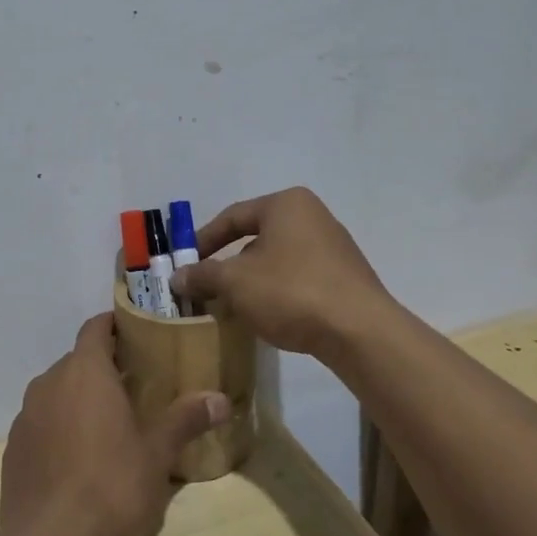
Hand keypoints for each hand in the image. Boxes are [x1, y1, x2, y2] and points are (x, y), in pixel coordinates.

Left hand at [0, 314, 229, 535]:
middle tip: (135, 385)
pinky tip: (79, 460)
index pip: (95, 328)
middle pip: (77, 361)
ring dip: (79, 399)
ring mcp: (25, 418)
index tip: (136, 333)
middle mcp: (48, 384)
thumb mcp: (158, 454)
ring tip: (109, 423)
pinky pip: (41, 425)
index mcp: (84, 372)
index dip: (114, 325)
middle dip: (103, 368)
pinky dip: (59, 429)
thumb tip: (220, 399)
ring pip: (56, 393)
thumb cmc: (112, 487)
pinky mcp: (13, 451)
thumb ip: (185, 419)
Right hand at [168, 187, 390, 358]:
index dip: (203, 240)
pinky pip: (298, 278)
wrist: (359, 331)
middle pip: (256, 237)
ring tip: (233, 306)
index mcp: (286, 204)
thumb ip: (203, 275)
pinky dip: (277, 292)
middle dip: (228, 264)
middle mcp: (313, 216)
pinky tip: (267, 316)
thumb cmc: (291, 291)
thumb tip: (177, 277)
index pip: (233, 216)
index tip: (185, 264)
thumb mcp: (235, 282)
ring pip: (277, 260)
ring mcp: (333, 247)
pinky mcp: (344, 277)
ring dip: (252, 281)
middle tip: (207, 288)